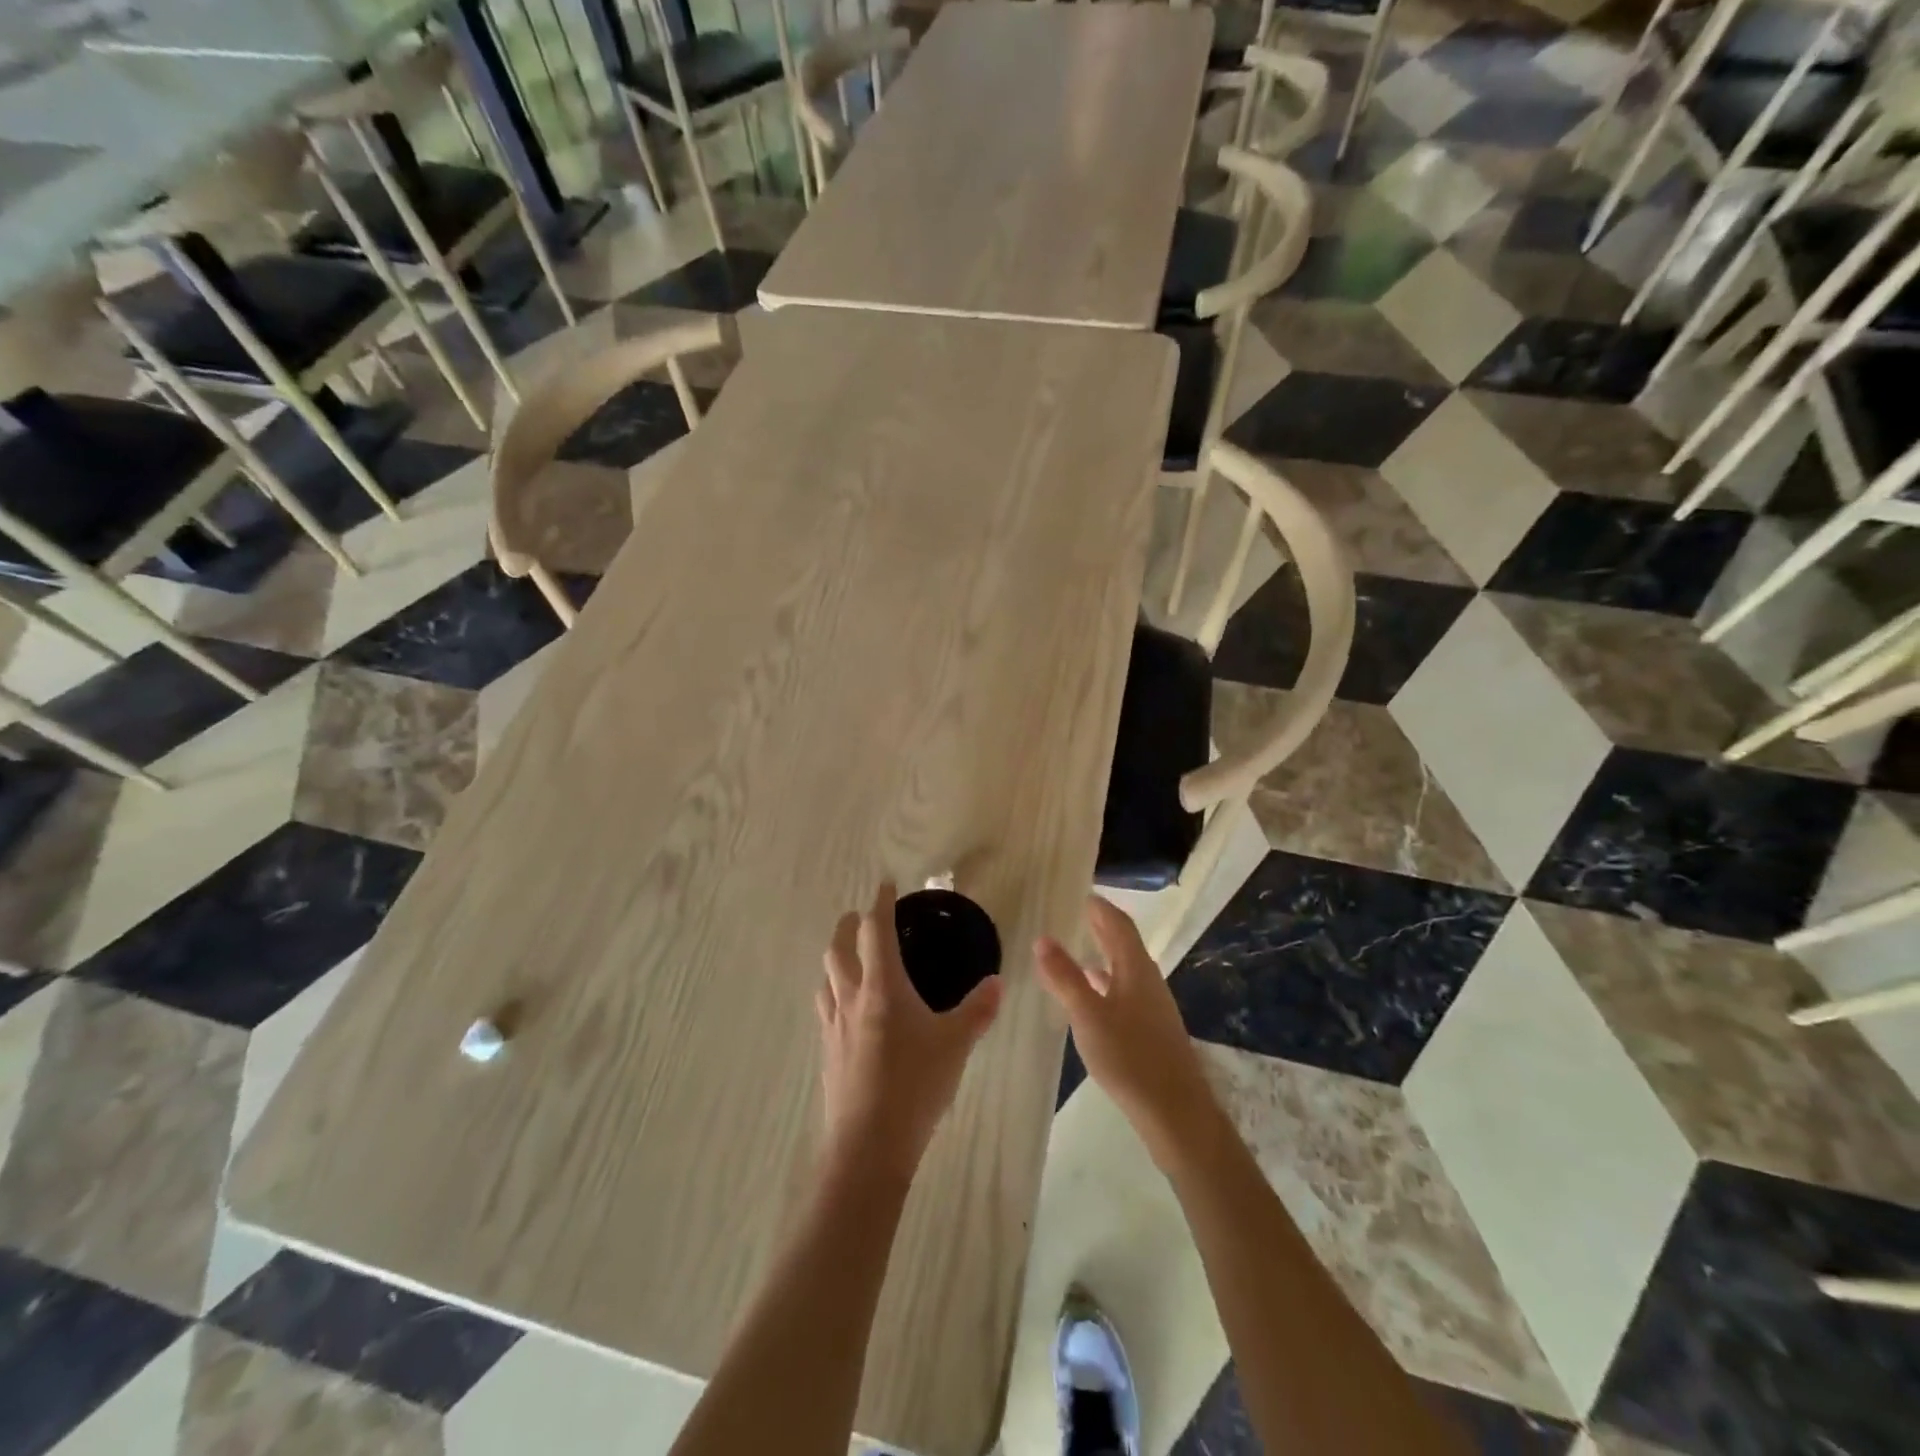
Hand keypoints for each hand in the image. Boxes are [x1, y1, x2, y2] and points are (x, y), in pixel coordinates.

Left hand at [816, 882, 1002, 1182]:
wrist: (868, 1145)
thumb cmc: (914, 1085)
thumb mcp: (955, 1045)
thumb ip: (978, 1011)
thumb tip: (997, 982)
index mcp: (882, 987)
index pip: (875, 930)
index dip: (880, 902)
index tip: (885, 884)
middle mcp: (851, 997)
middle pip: (838, 947)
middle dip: (848, 925)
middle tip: (862, 917)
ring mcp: (833, 1026)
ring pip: (826, 977)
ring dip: (836, 958)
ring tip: (850, 958)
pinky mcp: (827, 1052)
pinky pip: (825, 1008)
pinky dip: (833, 993)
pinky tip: (847, 1010)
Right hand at [1035, 897, 1222, 1169]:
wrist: (1176, 1113)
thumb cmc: (1130, 1058)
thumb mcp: (1087, 1015)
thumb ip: (1064, 977)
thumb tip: (1043, 938)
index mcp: (1135, 968)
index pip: (1117, 922)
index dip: (1098, 905)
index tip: (1075, 891)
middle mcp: (1147, 979)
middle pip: (1123, 942)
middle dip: (1098, 925)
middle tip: (1070, 913)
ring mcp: (1152, 1005)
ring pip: (1123, 967)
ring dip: (1101, 953)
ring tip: (1073, 947)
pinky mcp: (1151, 1029)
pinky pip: (1124, 990)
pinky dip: (1104, 981)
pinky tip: (1090, 995)